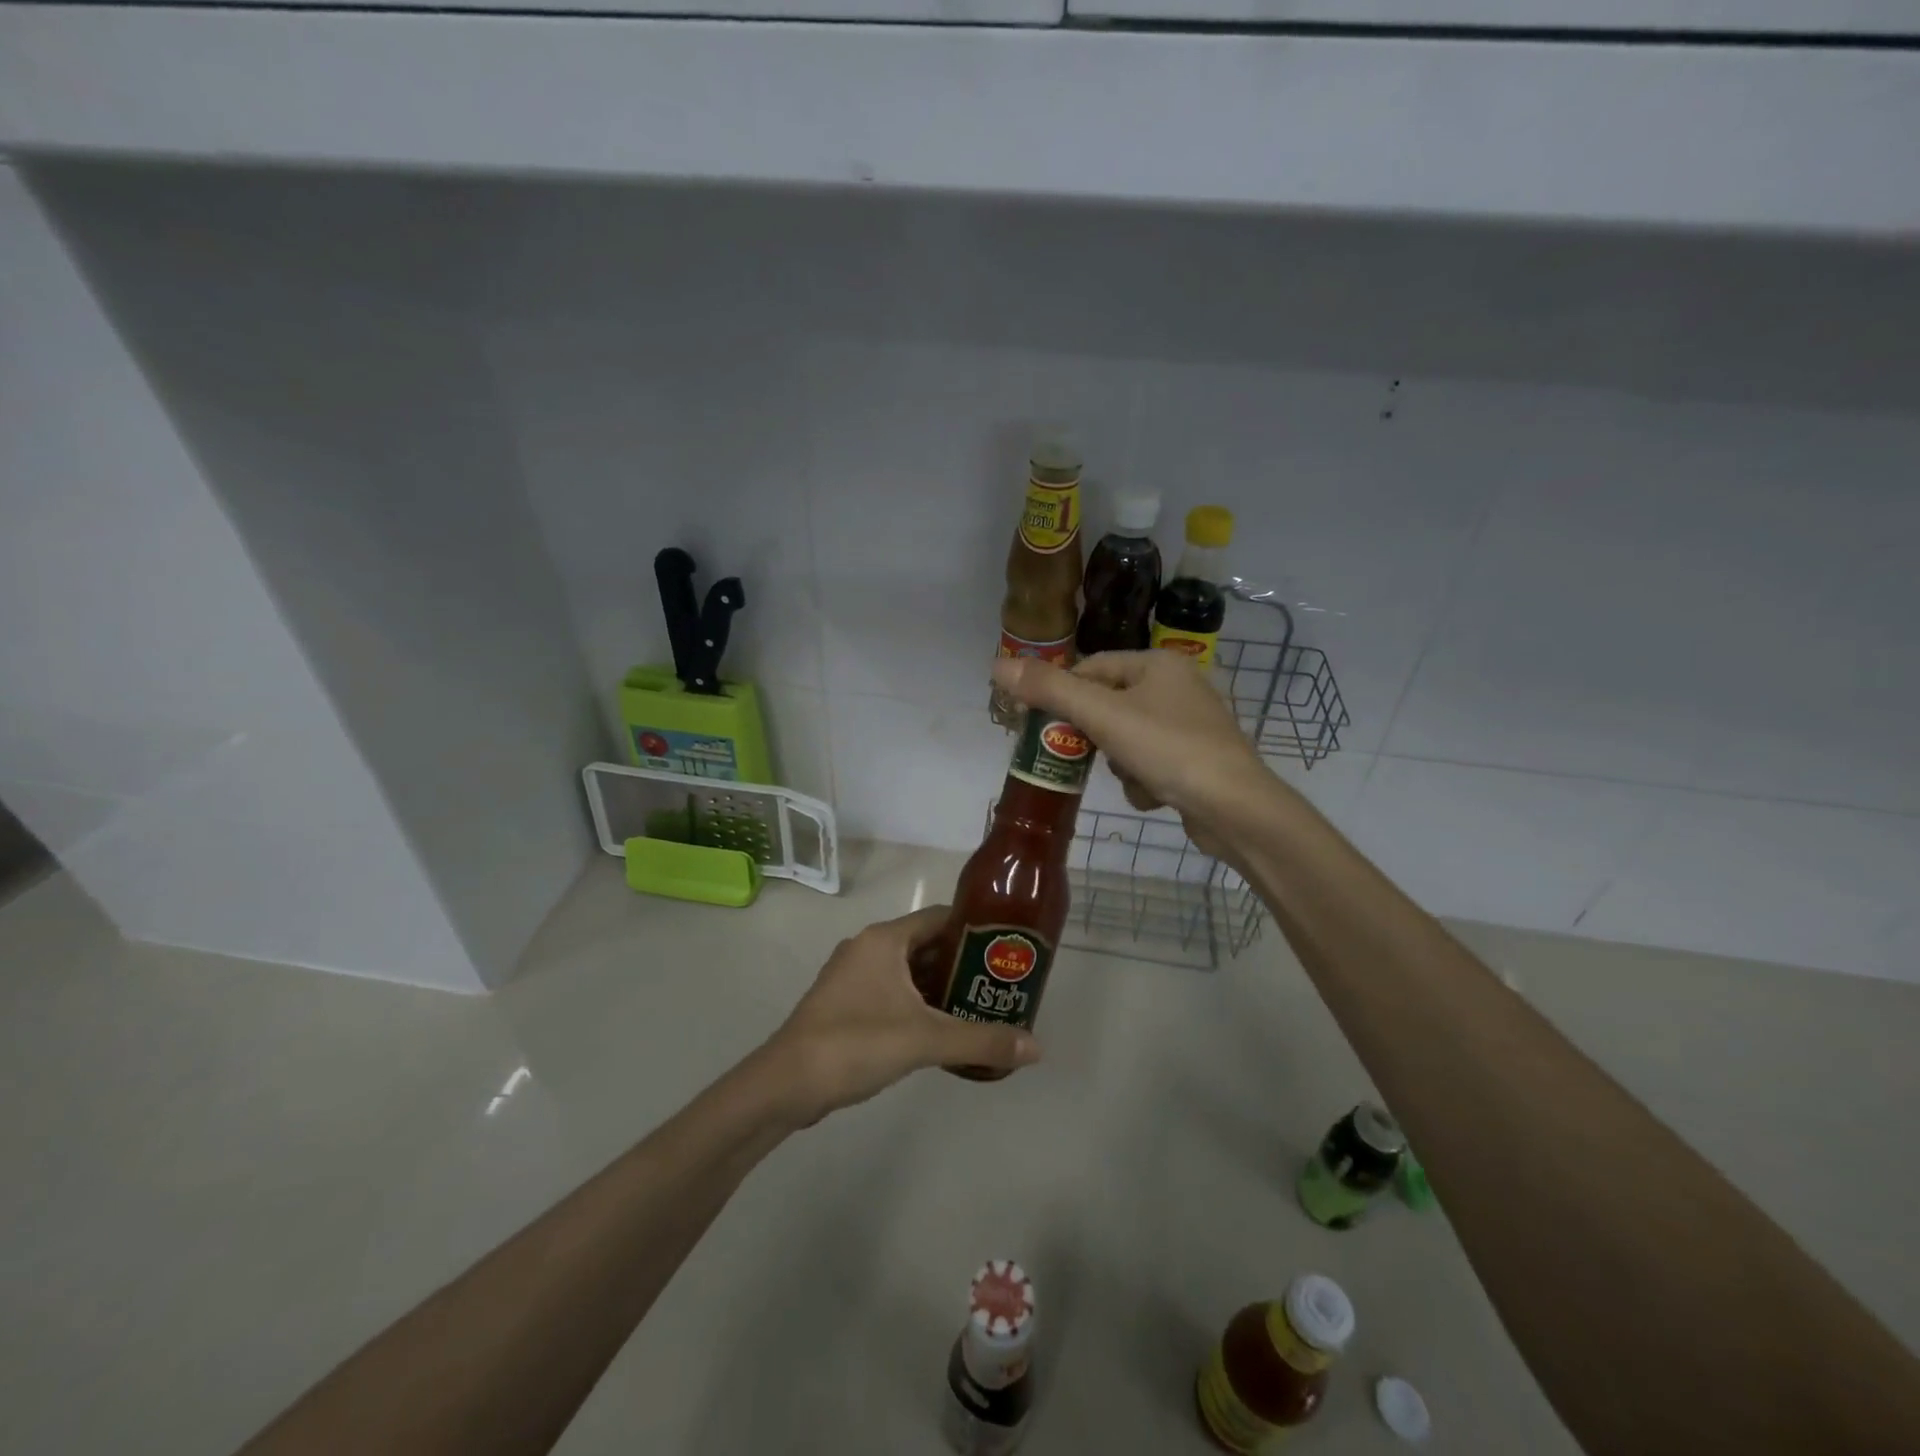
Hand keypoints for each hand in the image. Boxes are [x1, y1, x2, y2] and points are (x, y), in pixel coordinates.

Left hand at [760, 905, 1040, 1124]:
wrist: (785, 1083)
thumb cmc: (856, 1043)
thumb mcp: (925, 1040)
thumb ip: (981, 1041)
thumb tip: (1036, 1047)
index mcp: (884, 939)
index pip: (940, 917)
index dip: (975, 929)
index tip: (1006, 948)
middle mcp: (868, 947)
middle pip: (926, 944)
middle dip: (962, 963)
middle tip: (999, 984)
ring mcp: (852, 975)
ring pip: (908, 970)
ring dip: (940, 986)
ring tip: (979, 1007)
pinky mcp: (844, 1003)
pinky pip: (891, 991)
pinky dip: (917, 1003)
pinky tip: (940, 1029)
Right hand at [991, 650, 1273, 854]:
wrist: (1234, 808)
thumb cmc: (1167, 749)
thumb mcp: (1101, 716)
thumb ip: (1049, 690)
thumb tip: (996, 665)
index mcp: (1157, 664)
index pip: (1091, 668)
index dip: (1063, 695)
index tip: (1042, 724)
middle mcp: (1177, 686)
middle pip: (1108, 706)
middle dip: (1095, 737)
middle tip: (1084, 757)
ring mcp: (1191, 725)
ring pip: (1126, 738)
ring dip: (1119, 763)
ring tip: (1133, 777)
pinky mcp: (1197, 760)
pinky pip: (1150, 762)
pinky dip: (1144, 780)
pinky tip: (1154, 795)